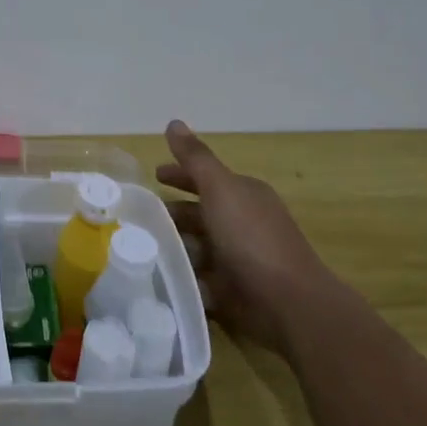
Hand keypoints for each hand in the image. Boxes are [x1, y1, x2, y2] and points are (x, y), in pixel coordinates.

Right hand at [157, 120, 327, 349]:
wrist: (288, 303)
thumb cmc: (251, 238)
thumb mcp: (220, 188)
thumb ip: (195, 158)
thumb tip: (174, 122)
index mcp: (244, 195)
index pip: (205, 178)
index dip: (180, 175)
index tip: (154, 176)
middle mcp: (243, 223)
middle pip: (200, 213)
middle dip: (172, 214)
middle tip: (137, 217)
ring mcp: (238, 258)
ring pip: (198, 247)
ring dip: (174, 247)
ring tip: (139, 249)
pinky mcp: (233, 290)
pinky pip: (201, 279)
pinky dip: (184, 277)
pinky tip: (159, 278)